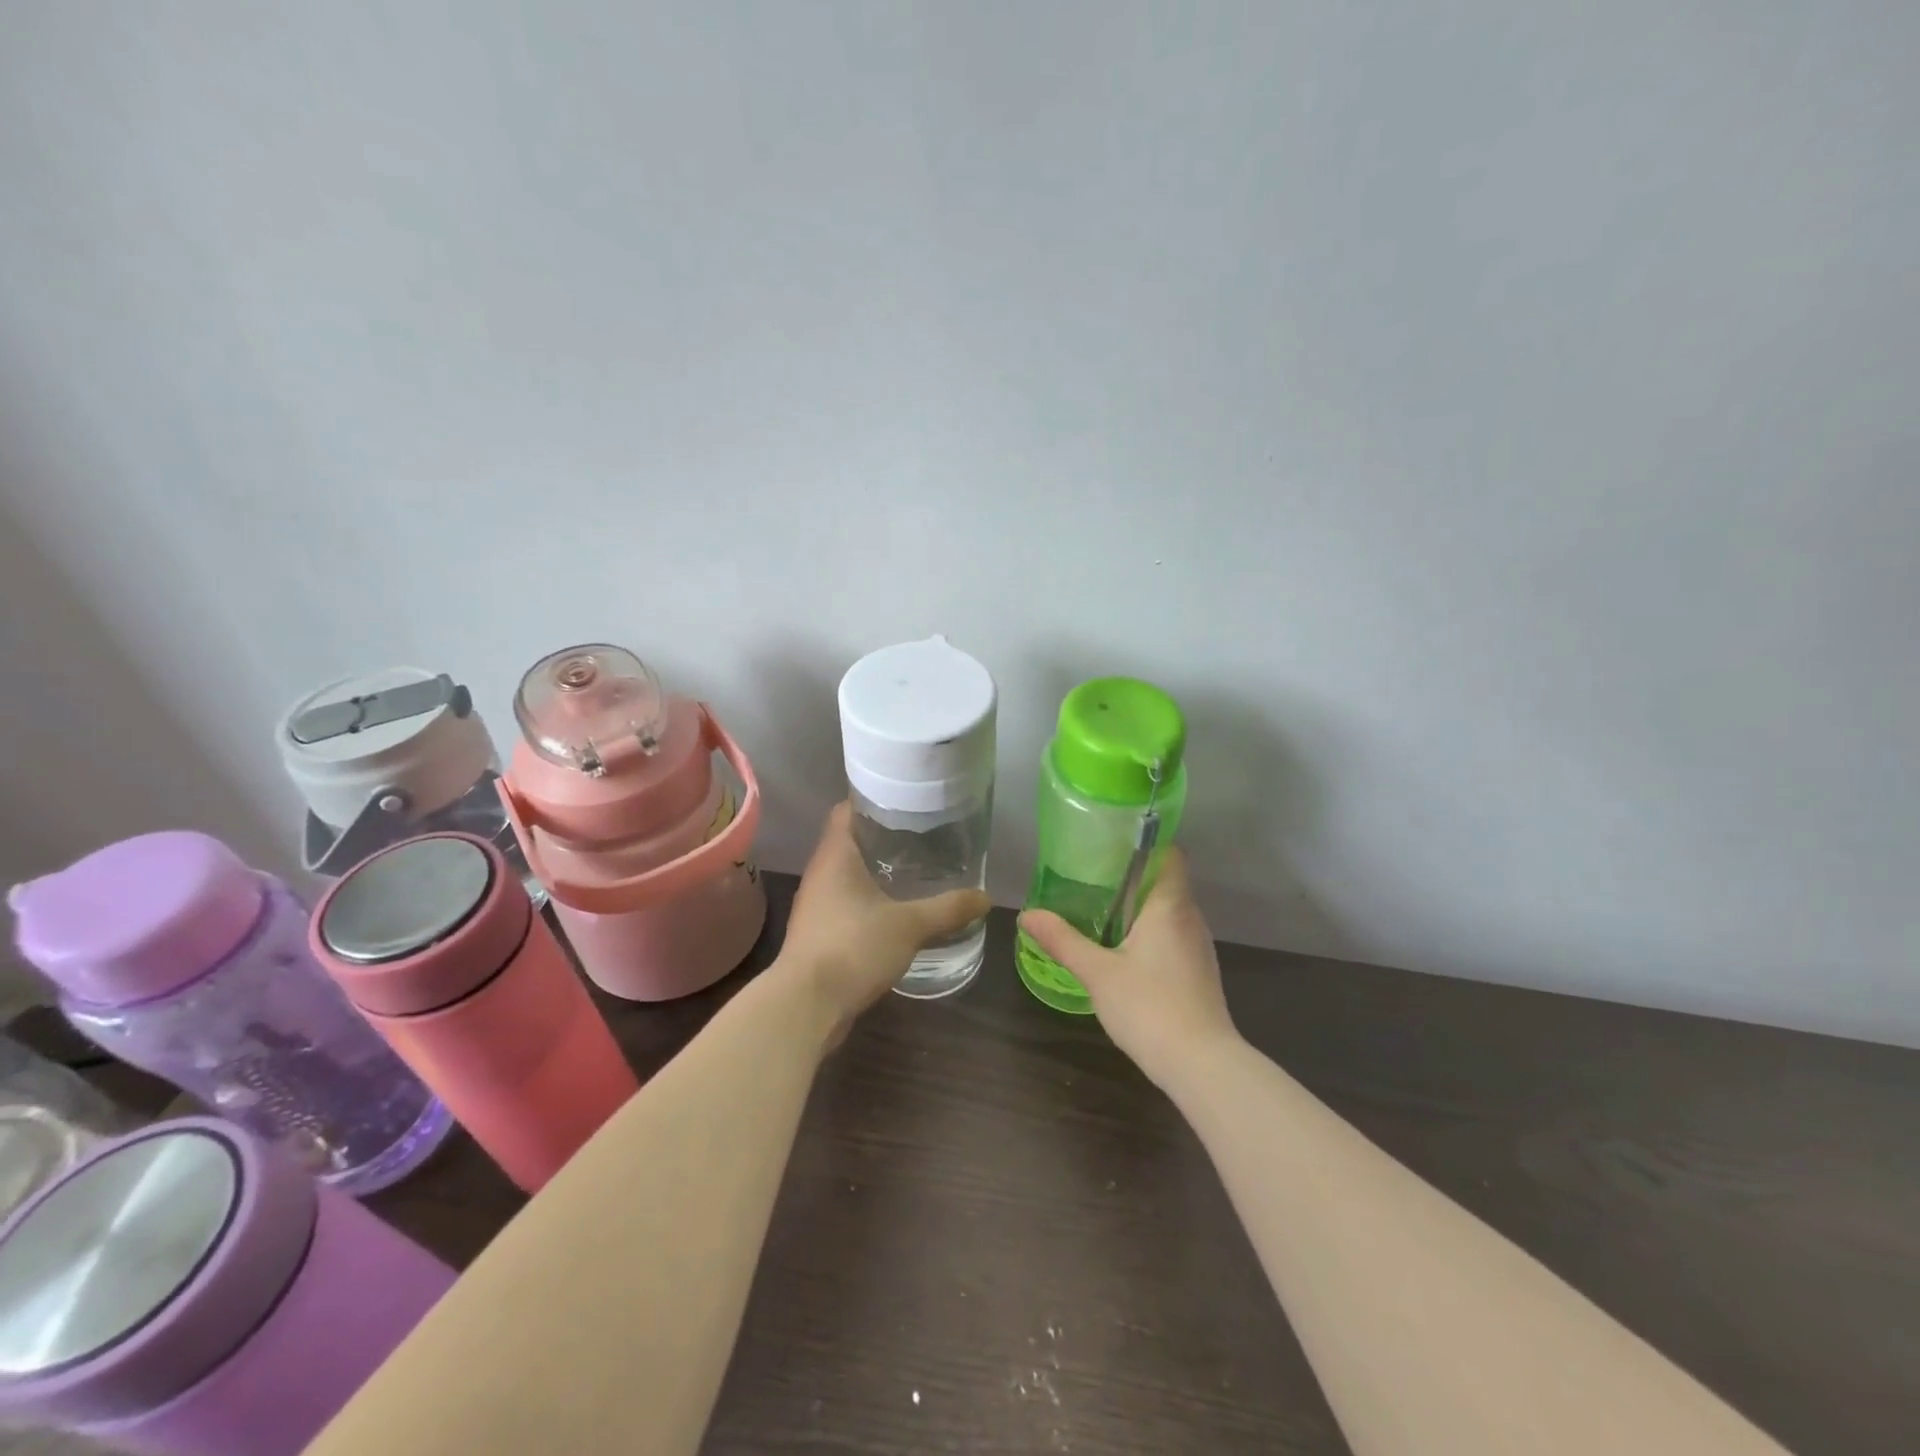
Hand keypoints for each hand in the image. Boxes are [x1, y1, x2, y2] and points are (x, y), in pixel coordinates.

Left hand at [777, 802, 991, 1037]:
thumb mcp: (910, 925)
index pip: (847, 810)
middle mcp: (821, 873)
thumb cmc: (853, 947)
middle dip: (882, 837)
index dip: (872, 801)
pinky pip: (846, 905)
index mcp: (835, 856)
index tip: (905, 802)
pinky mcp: (819, 934)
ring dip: (875, 872)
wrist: (806, 1005)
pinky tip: (896, 912)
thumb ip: (948, 909)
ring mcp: (816, 905)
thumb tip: (986, 897)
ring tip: (914, 871)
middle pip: (849, 842)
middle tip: (921, 836)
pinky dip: (869, 902)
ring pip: (847, 875)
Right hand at [1018, 849, 1237, 1086]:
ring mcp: (1199, 948)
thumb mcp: (1097, 972)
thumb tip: (1027, 914)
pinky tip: (1123, 952)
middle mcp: (1191, 919)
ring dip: (1140, 908)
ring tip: (1102, 911)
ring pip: (1170, 912)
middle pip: (1166, 882)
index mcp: (1170, 906)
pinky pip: (1173, 937)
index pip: (1171, 854)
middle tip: (1092, 876)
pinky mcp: (1199, 973)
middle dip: (1133, 877)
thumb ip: (1062, 940)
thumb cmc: (1150, 1007)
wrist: (1203, 1066)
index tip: (1113, 842)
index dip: (1147, 842)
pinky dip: (1150, 934)